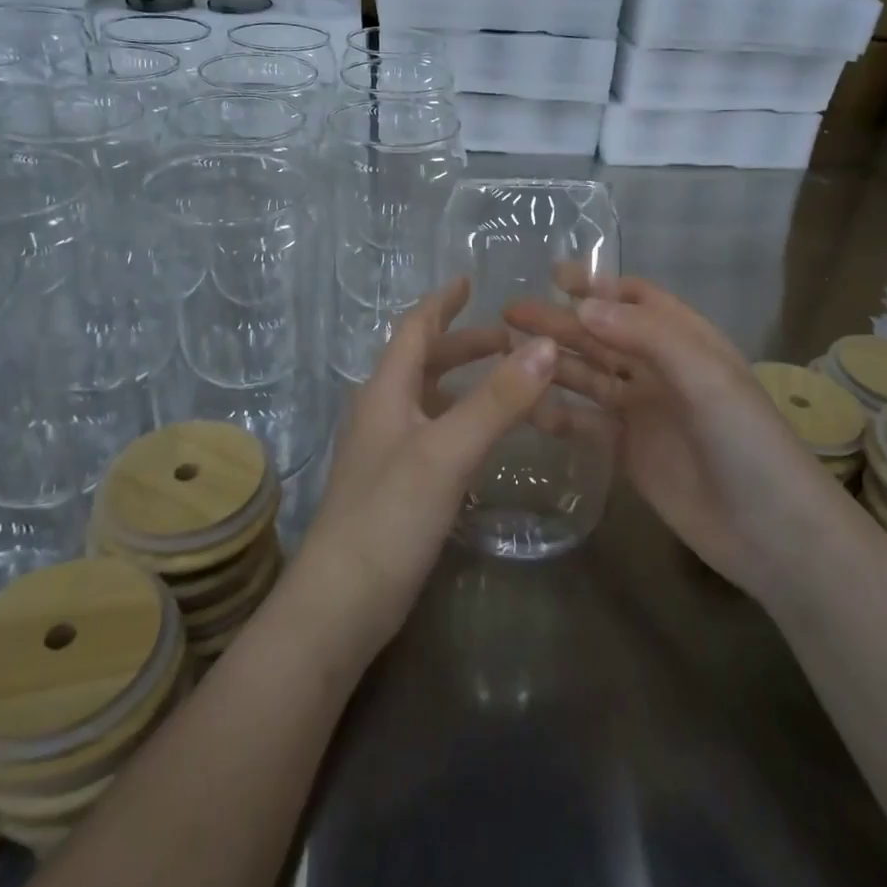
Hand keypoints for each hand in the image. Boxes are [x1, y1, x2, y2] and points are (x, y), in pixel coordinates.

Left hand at [293, 278, 558, 664]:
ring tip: (510, 381)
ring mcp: (386, 451)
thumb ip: (496, 399)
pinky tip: (487, 436)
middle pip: (423, 362)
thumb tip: (545, 345)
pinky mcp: (396, 486)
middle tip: (512, 339)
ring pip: (430, 398)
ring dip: (466, 382)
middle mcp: (382, 412)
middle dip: (465, 344)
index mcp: (385, 391)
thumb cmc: (388, 516)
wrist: (341, 605)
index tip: (470, 281)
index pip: (414, 329)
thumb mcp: (447, 451)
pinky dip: (463, 419)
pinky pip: (435, 433)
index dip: (441, 302)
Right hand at [505, 272, 835, 605]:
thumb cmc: (746, 442)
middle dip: (561, 321)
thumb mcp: (705, 378)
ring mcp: (643, 411)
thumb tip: (583, 305)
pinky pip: (586, 422)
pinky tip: (525, 406)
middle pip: (603, 335)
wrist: (770, 533)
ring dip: (553, 362)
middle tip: (511, 312)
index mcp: (686, 342)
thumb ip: (646, 337)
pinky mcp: (628, 450)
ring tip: (508, 351)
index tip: (554, 277)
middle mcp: (661, 369)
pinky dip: (557, 412)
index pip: (638, 299)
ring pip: (589, 376)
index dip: (599, 285)